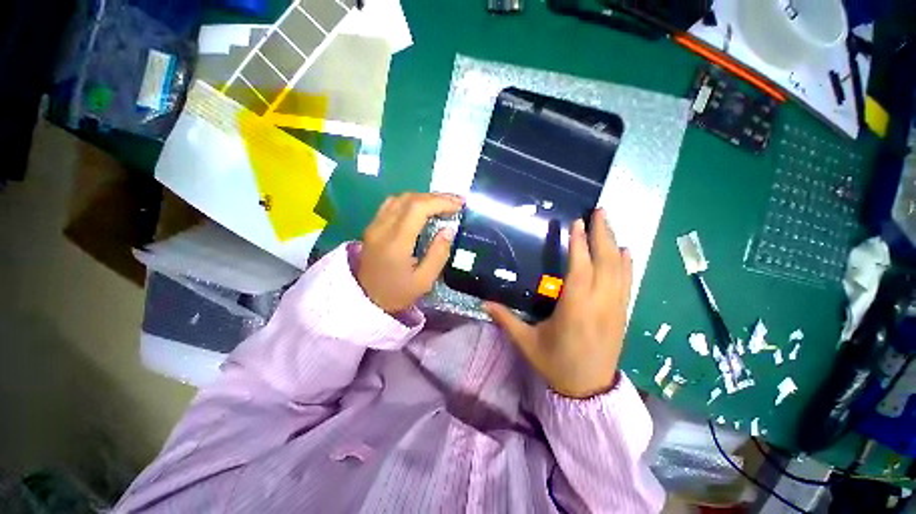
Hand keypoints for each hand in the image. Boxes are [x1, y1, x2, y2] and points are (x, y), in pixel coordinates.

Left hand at [357, 192, 463, 313]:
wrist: (365, 300)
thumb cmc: (397, 293)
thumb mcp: (424, 281)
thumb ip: (438, 254)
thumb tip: (448, 229)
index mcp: (396, 243)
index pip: (417, 208)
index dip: (440, 201)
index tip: (459, 205)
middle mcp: (382, 228)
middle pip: (409, 198)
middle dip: (436, 197)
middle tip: (456, 203)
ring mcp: (374, 225)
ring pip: (400, 198)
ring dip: (423, 197)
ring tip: (442, 204)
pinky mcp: (372, 226)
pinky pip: (392, 204)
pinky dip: (411, 201)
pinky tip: (422, 209)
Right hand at [485, 209, 631, 398]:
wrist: (589, 392)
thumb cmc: (556, 365)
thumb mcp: (527, 343)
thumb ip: (506, 320)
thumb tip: (484, 303)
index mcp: (575, 309)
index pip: (580, 268)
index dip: (579, 244)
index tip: (577, 223)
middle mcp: (599, 304)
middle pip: (605, 262)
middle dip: (602, 234)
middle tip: (600, 211)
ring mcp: (615, 309)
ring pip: (619, 270)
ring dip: (615, 244)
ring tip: (610, 223)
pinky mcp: (622, 315)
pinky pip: (627, 284)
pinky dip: (628, 265)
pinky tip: (627, 251)